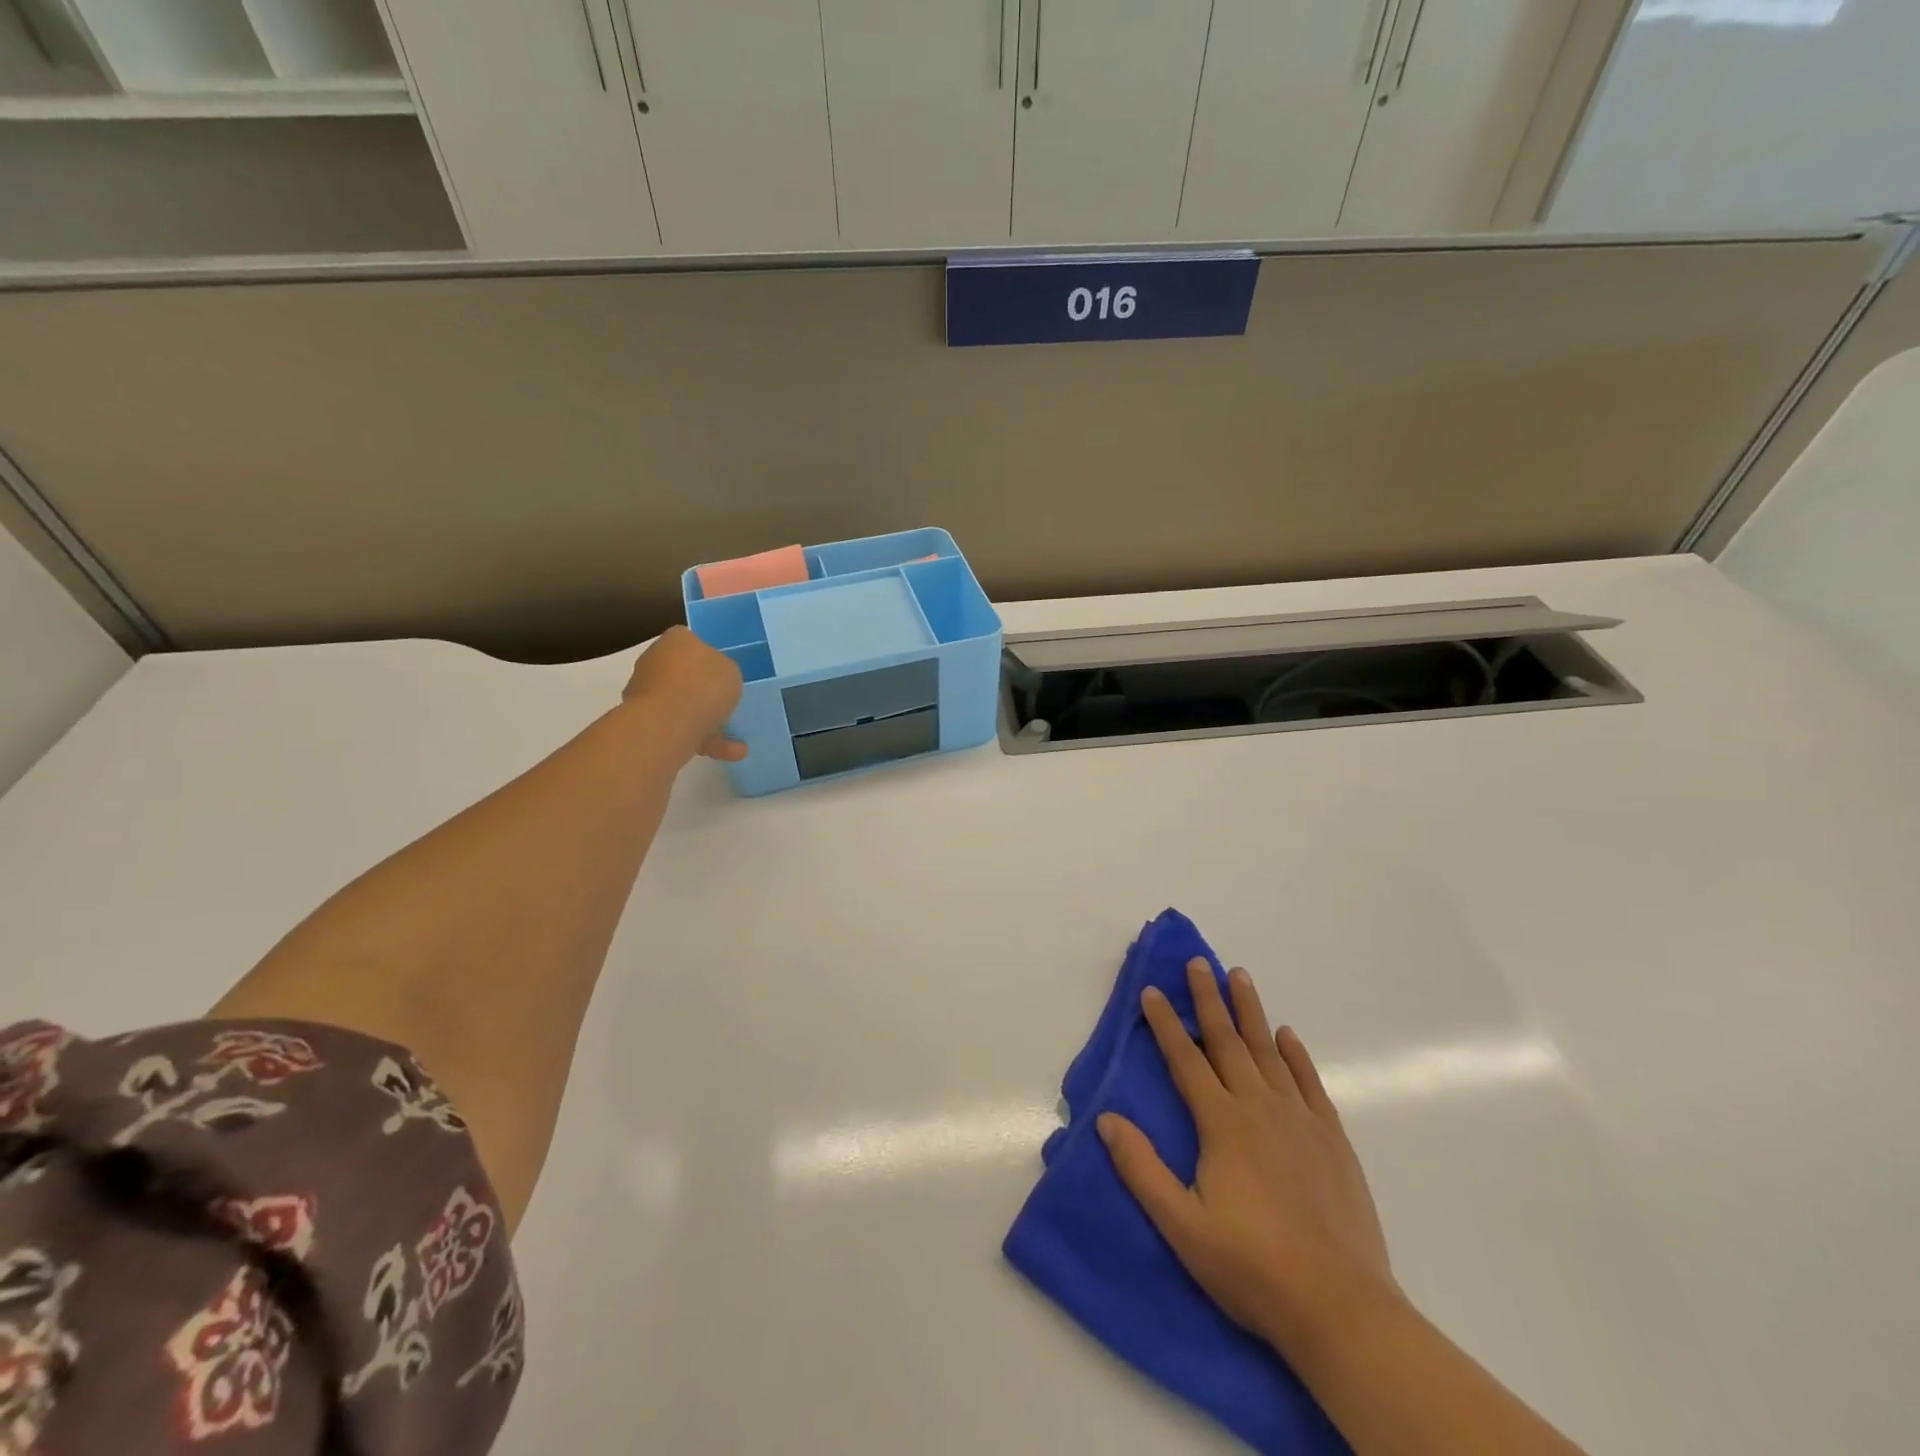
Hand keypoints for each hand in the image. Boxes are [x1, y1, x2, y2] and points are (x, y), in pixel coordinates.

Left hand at [622, 627, 747, 761]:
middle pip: (682, 675)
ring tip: (735, 742)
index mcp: (676, 640)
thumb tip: (715, 677)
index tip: (722, 676)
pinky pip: (678, 727)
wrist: (669, 721)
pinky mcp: (643, 721)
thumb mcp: (731, 670)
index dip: (708, 659)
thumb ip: (724, 671)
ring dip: (706, 722)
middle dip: (702, 693)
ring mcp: (644, 692)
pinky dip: (700, 739)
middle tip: (725, 707)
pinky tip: (727, 753)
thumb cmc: (704, 685)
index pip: (691, 642)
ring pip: (681, 705)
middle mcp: (654, 661)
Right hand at [1097, 959, 1399, 1360]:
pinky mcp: (1332, 1139)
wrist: (1340, 1307)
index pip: (1185, 1059)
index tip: (1151, 990)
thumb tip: (1106, 1119)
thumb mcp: (1182, 1226)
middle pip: (1227, 1041)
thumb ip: (1141, 1169)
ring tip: (1239, 976)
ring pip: (1269, 1051)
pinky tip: (1288, 1036)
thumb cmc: (1252, 1266)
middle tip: (1198, 962)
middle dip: (1208, 999)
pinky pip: (1309, 1082)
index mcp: (1222, 1123)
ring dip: (1251, 1012)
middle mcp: (1259, 1107)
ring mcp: (1300, 1120)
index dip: (1165, 1023)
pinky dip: (1296, 1055)